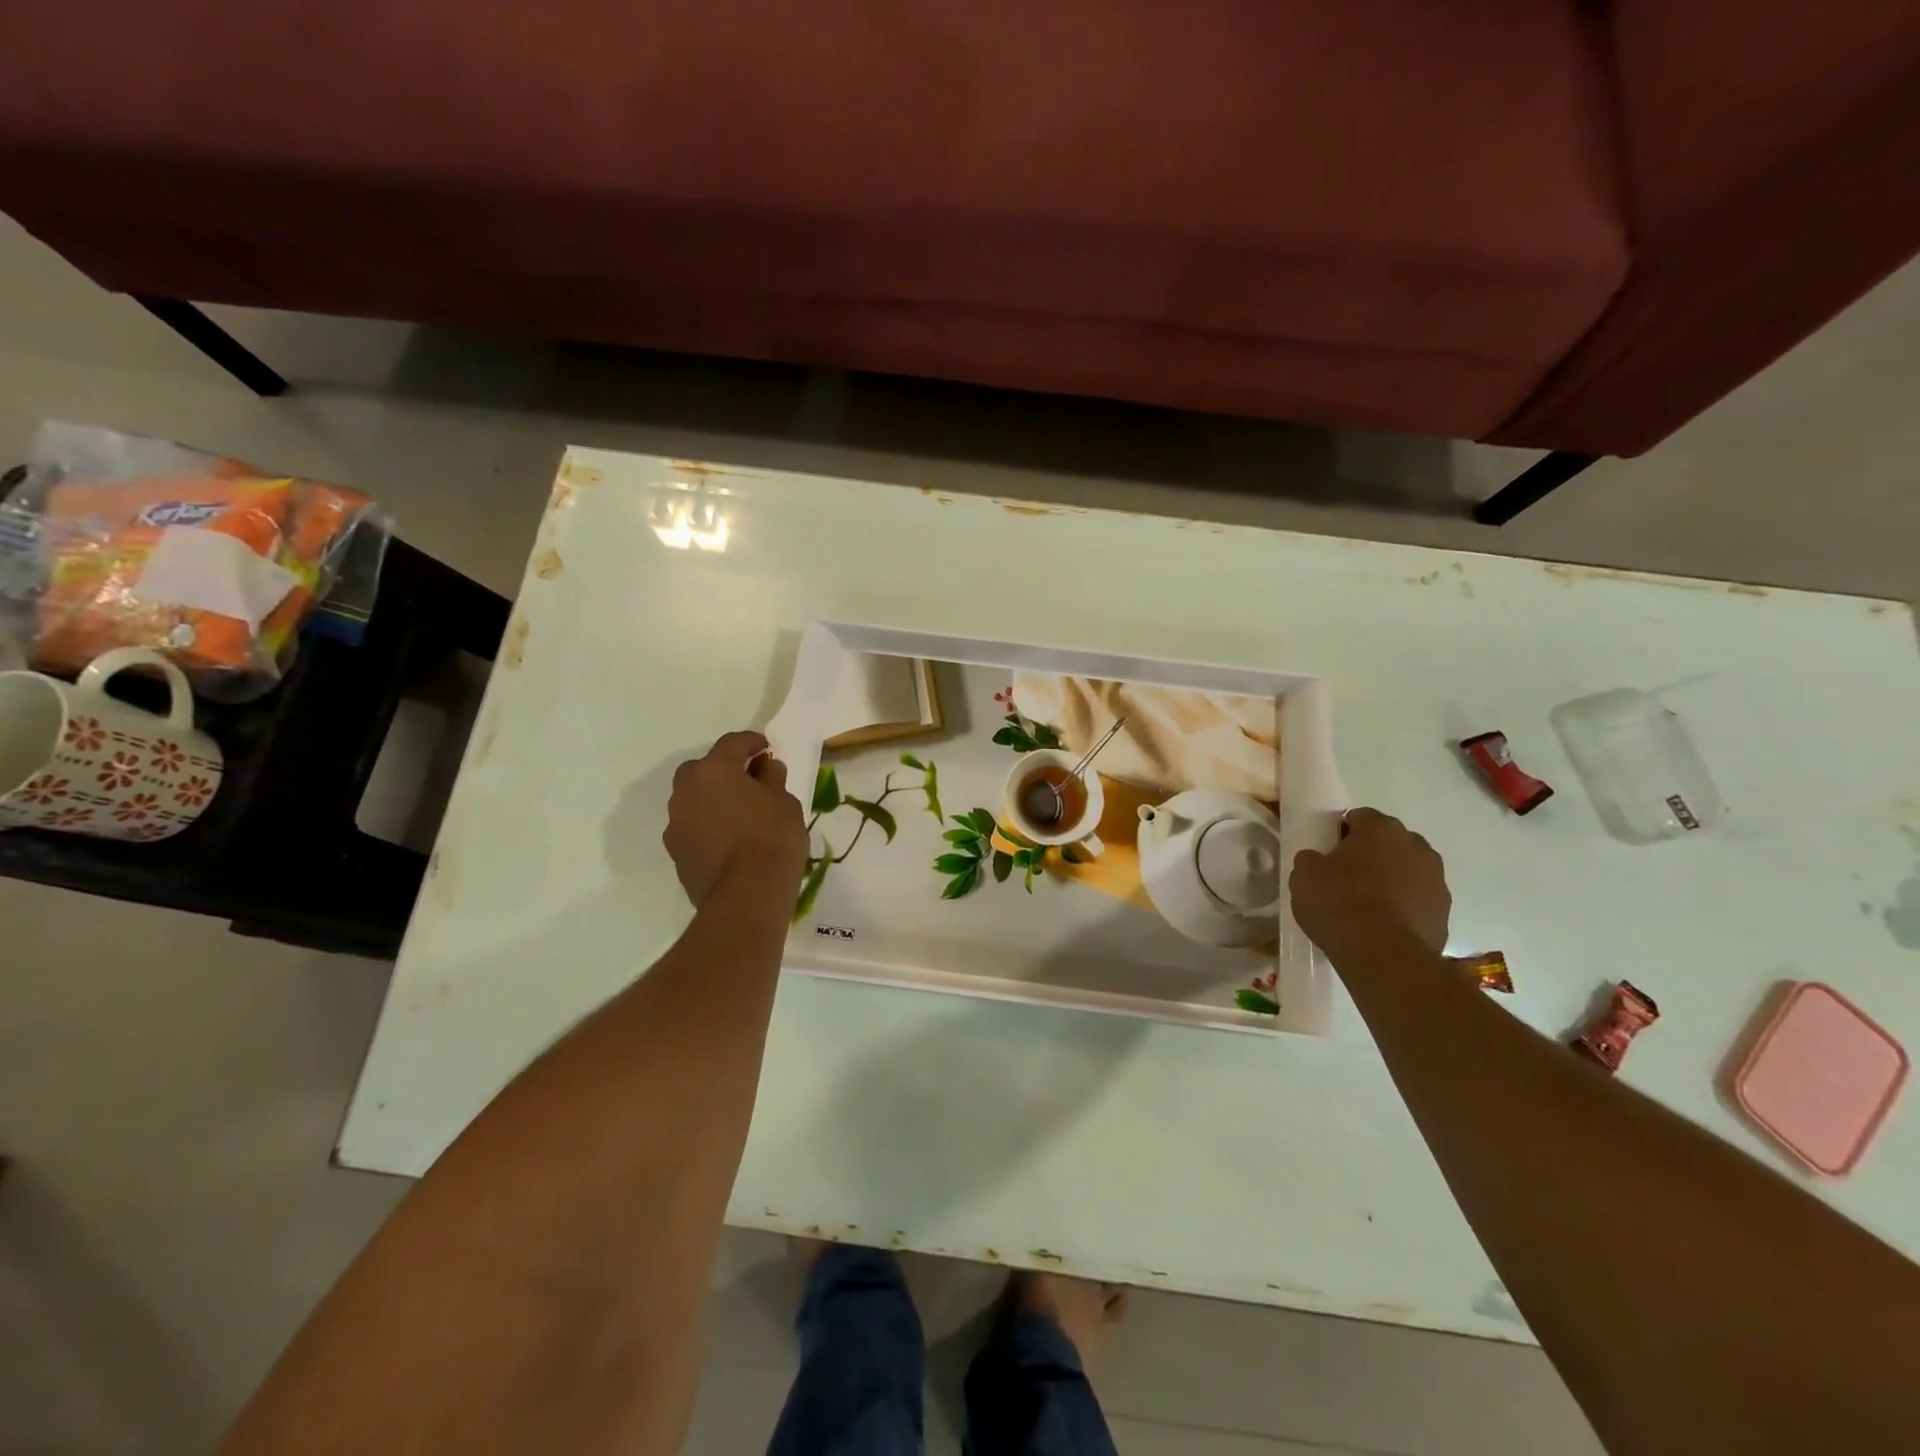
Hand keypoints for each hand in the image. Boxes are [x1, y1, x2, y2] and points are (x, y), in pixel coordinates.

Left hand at [663, 731, 807, 907]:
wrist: (746, 895)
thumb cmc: (772, 838)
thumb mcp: (785, 803)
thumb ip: (773, 780)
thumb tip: (767, 768)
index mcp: (715, 769)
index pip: (732, 743)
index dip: (751, 742)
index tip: (766, 748)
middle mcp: (687, 789)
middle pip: (703, 768)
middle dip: (724, 770)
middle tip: (749, 780)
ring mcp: (676, 821)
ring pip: (693, 798)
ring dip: (712, 798)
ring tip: (738, 812)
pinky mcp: (675, 850)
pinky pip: (692, 825)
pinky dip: (707, 823)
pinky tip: (728, 838)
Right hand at [1289, 807, 1450, 955]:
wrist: (1383, 955)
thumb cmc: (1339, 903)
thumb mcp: (1304, 875)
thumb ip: (1311, 860)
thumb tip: (1318, 860)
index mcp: (1381, 828)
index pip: (1359, 817)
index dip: (1341, 834)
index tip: (1328, 855)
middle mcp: (1416, 846)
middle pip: (1389, 842)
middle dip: (1371, 855)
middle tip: (1346, 878)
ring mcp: (1436, 880)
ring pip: (1408, 871)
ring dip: (1391, 881)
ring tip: (1366, 907)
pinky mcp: (1445, 913)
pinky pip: (1418, 900)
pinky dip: (1404, 907)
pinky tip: (1383, 926)